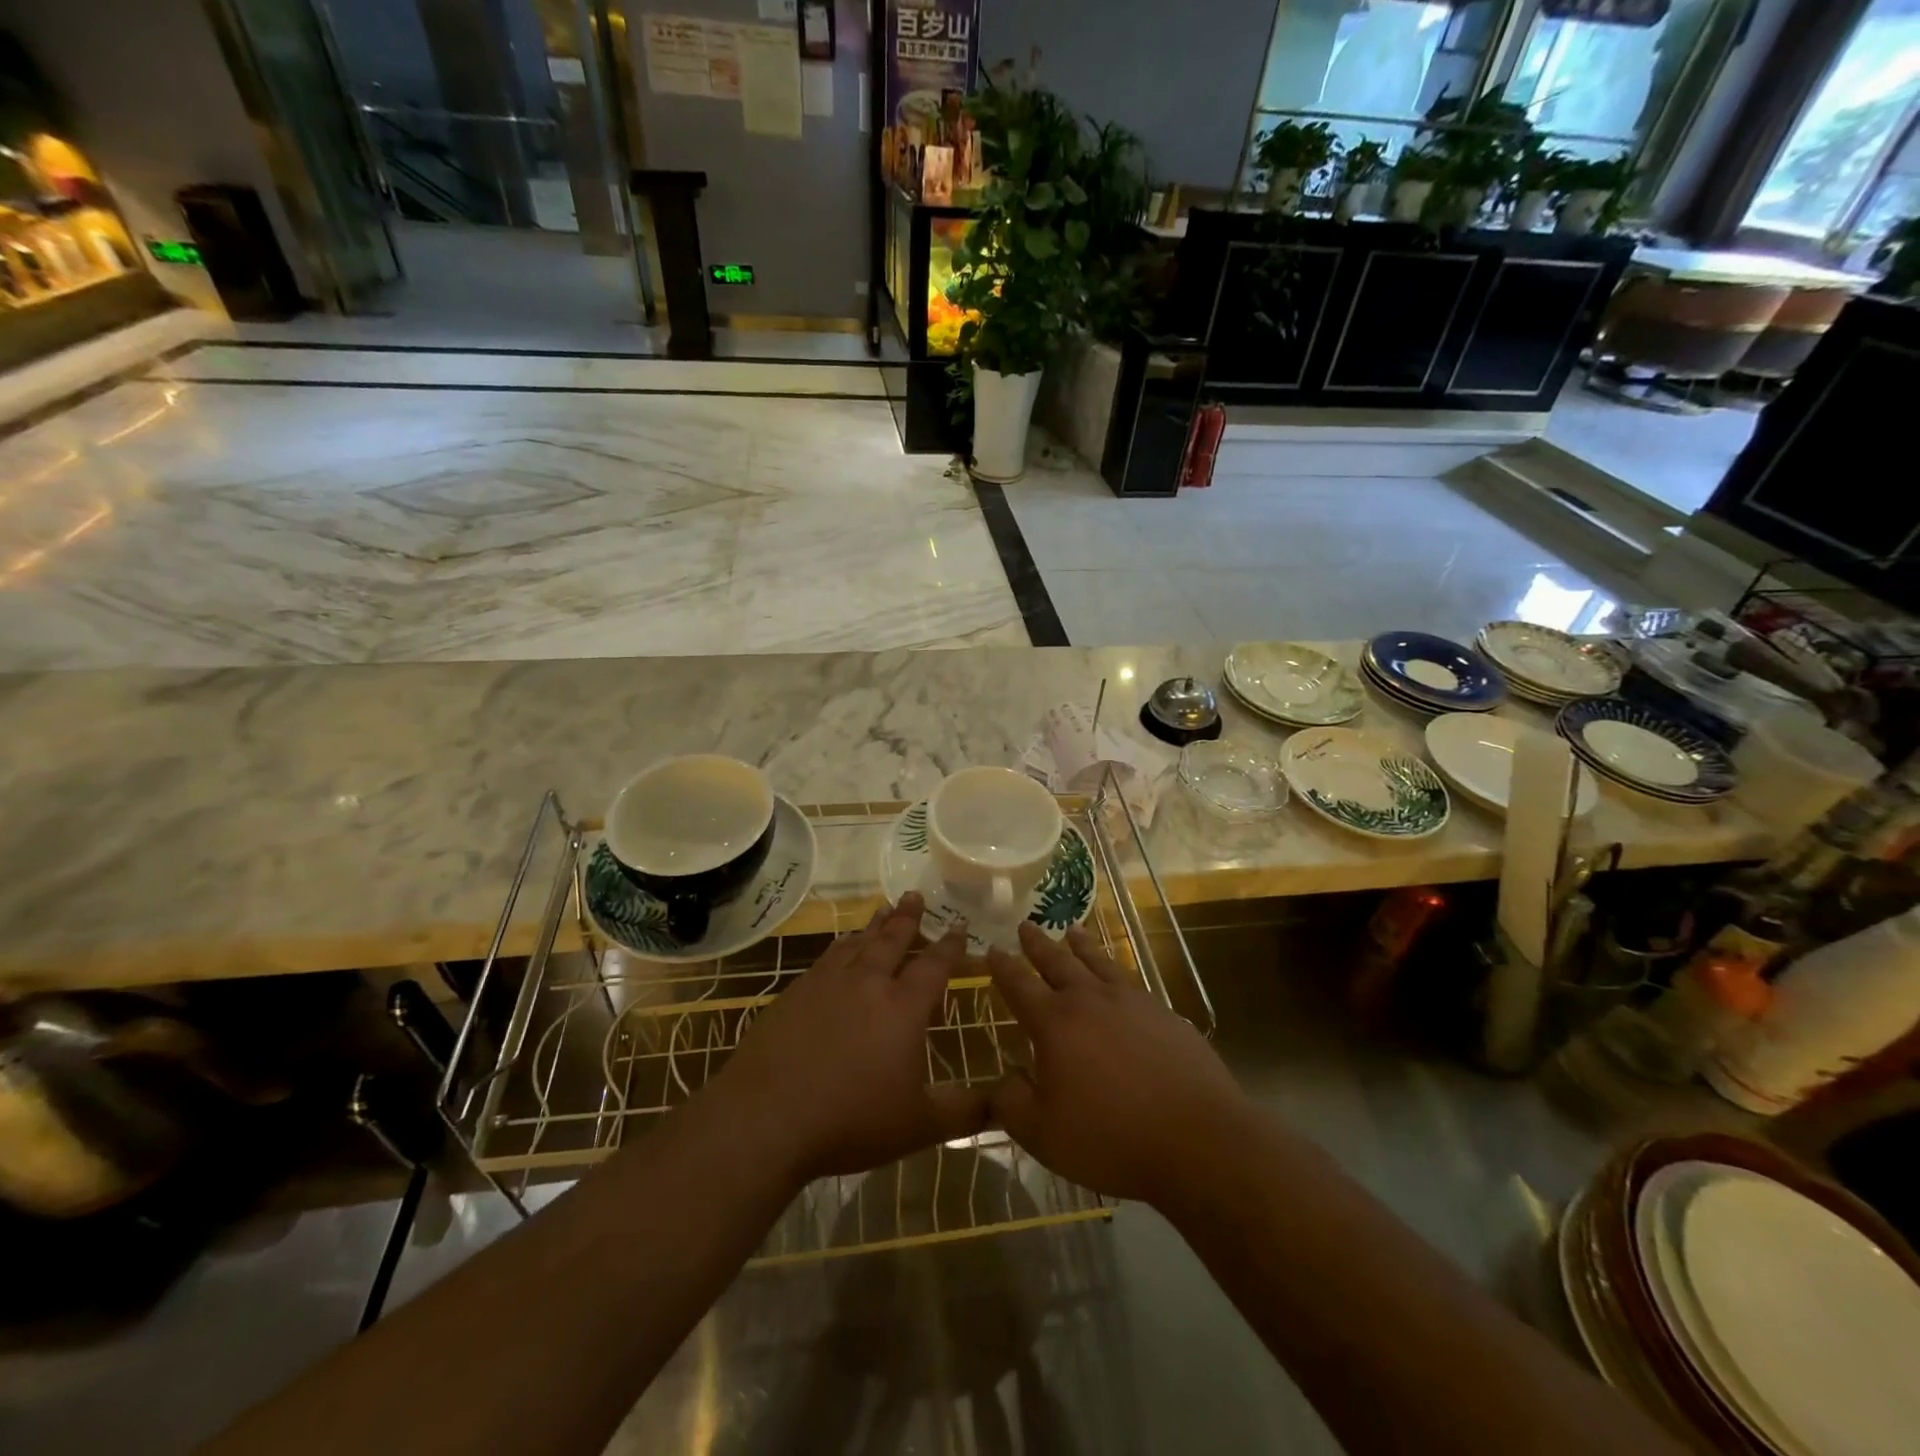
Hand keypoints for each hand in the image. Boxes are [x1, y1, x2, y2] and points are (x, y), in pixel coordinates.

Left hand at [713, 892, 986, 1185]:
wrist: (767, 1117)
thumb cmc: (850, 1119)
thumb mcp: (918, 1124)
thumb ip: (962, 1111)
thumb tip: (1002, 1103)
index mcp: (903, 1008)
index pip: (934, 966)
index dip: (950, 946)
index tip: (959, 926)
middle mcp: (867, 983)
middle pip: (892, 940)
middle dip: (908, 917)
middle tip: (916, 895)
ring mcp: (827, 984)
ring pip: (858, 942)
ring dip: (874, 925)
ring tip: (883, 909)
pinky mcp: (795, 993)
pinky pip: (827, 957)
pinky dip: (841, 945)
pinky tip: (840, 948)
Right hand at [986, 922, 1246, 1206]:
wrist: (1197, 1138)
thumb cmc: (1112, 1138)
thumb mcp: (1044, 1134)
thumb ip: (1011, 1104)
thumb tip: (1000, 1081)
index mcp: (1054, 1023)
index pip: (1019, 985)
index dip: (1003, 967)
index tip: (992, 949)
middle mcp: (1089, 1000)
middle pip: (1057, 962)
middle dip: (1038, 944)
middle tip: (1026, 925)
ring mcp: (1130, 1002)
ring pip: (1097, 962)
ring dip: (1080, 945)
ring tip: (1071, 930)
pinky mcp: (1163, 1013)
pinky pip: (1129, 979)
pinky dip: (1115, 967)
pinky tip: (1117, 974)